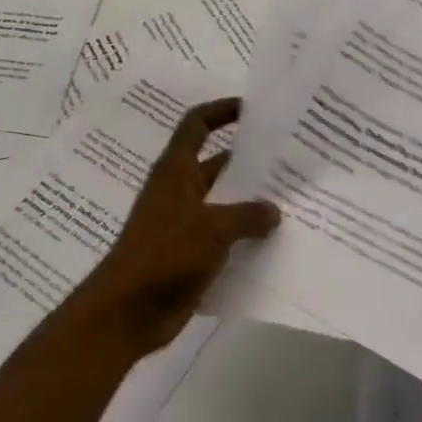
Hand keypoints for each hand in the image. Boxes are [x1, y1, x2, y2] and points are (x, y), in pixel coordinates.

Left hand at [70, 98, 280, 360]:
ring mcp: (184, 224)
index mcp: (176, 170)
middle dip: (249, 161)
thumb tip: (274, 210)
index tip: (253, 109)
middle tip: (291, 160)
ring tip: (294, 201)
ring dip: (252, 203)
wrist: (127, 311)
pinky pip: (224, 238)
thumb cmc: (165, 254)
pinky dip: (246, 238)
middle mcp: (179, 190)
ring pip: (224, 203)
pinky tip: (277, 244)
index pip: (197, 124)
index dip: (222, 111)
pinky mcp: (190, 255)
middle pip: (217, 164)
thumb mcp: (212, 228)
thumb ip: (247, 215)